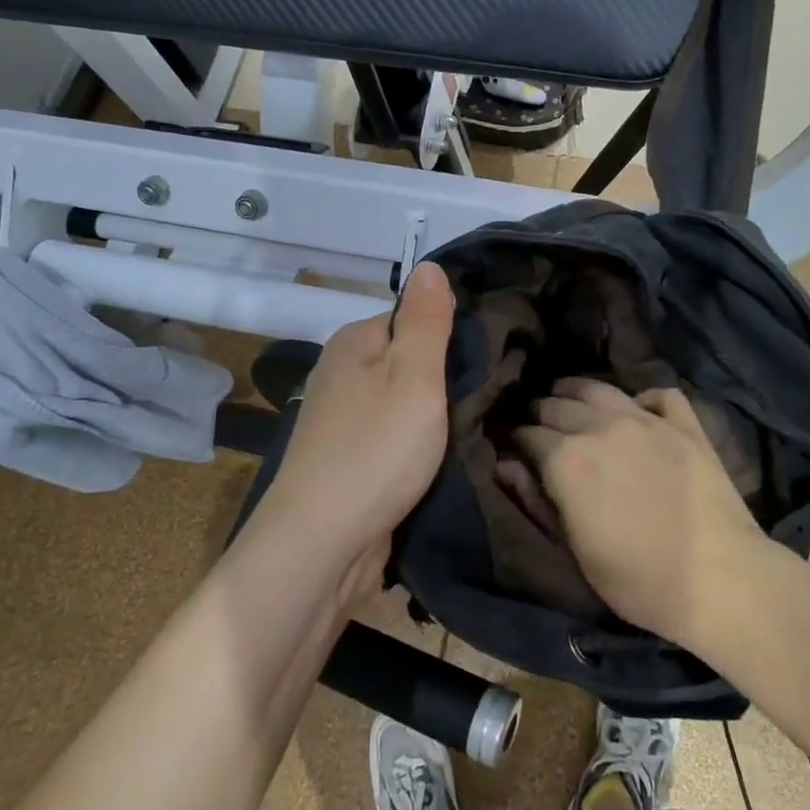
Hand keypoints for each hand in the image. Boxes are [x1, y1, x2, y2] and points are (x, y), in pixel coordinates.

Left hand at [254, 262, 455, 568]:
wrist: (321, 544)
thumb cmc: (376, 450)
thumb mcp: (414, 375)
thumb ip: (426, 320)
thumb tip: (428, 265)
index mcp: (354, 341)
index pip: (412, 317)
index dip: (449, 335)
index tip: (485, 360)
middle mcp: (341, 372)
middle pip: (406, 359)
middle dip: (443, 378)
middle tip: (487, 396)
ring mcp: (339, 418)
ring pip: (400, 401)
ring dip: (431, 416)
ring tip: (470, 428)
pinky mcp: (345, 458)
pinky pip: (390, 436)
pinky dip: (413, 445)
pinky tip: (438, 458)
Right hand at [511, 378, 765, 648]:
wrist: (720, 581)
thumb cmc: (637, 579)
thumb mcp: (574, 549)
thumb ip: (535, 499)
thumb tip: (503, 463)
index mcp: (567, 458)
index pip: (526, 434)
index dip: (513, 438)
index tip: (509, 445)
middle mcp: (600, 426)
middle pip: (556, 404)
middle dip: (538, 412)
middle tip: (534, 424)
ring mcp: (646, 420)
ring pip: (599, 388)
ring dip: (575, 391)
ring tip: (568, 398)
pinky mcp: (684, 425)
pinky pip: (659, 394)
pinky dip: (642, 398)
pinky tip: (637, 411)